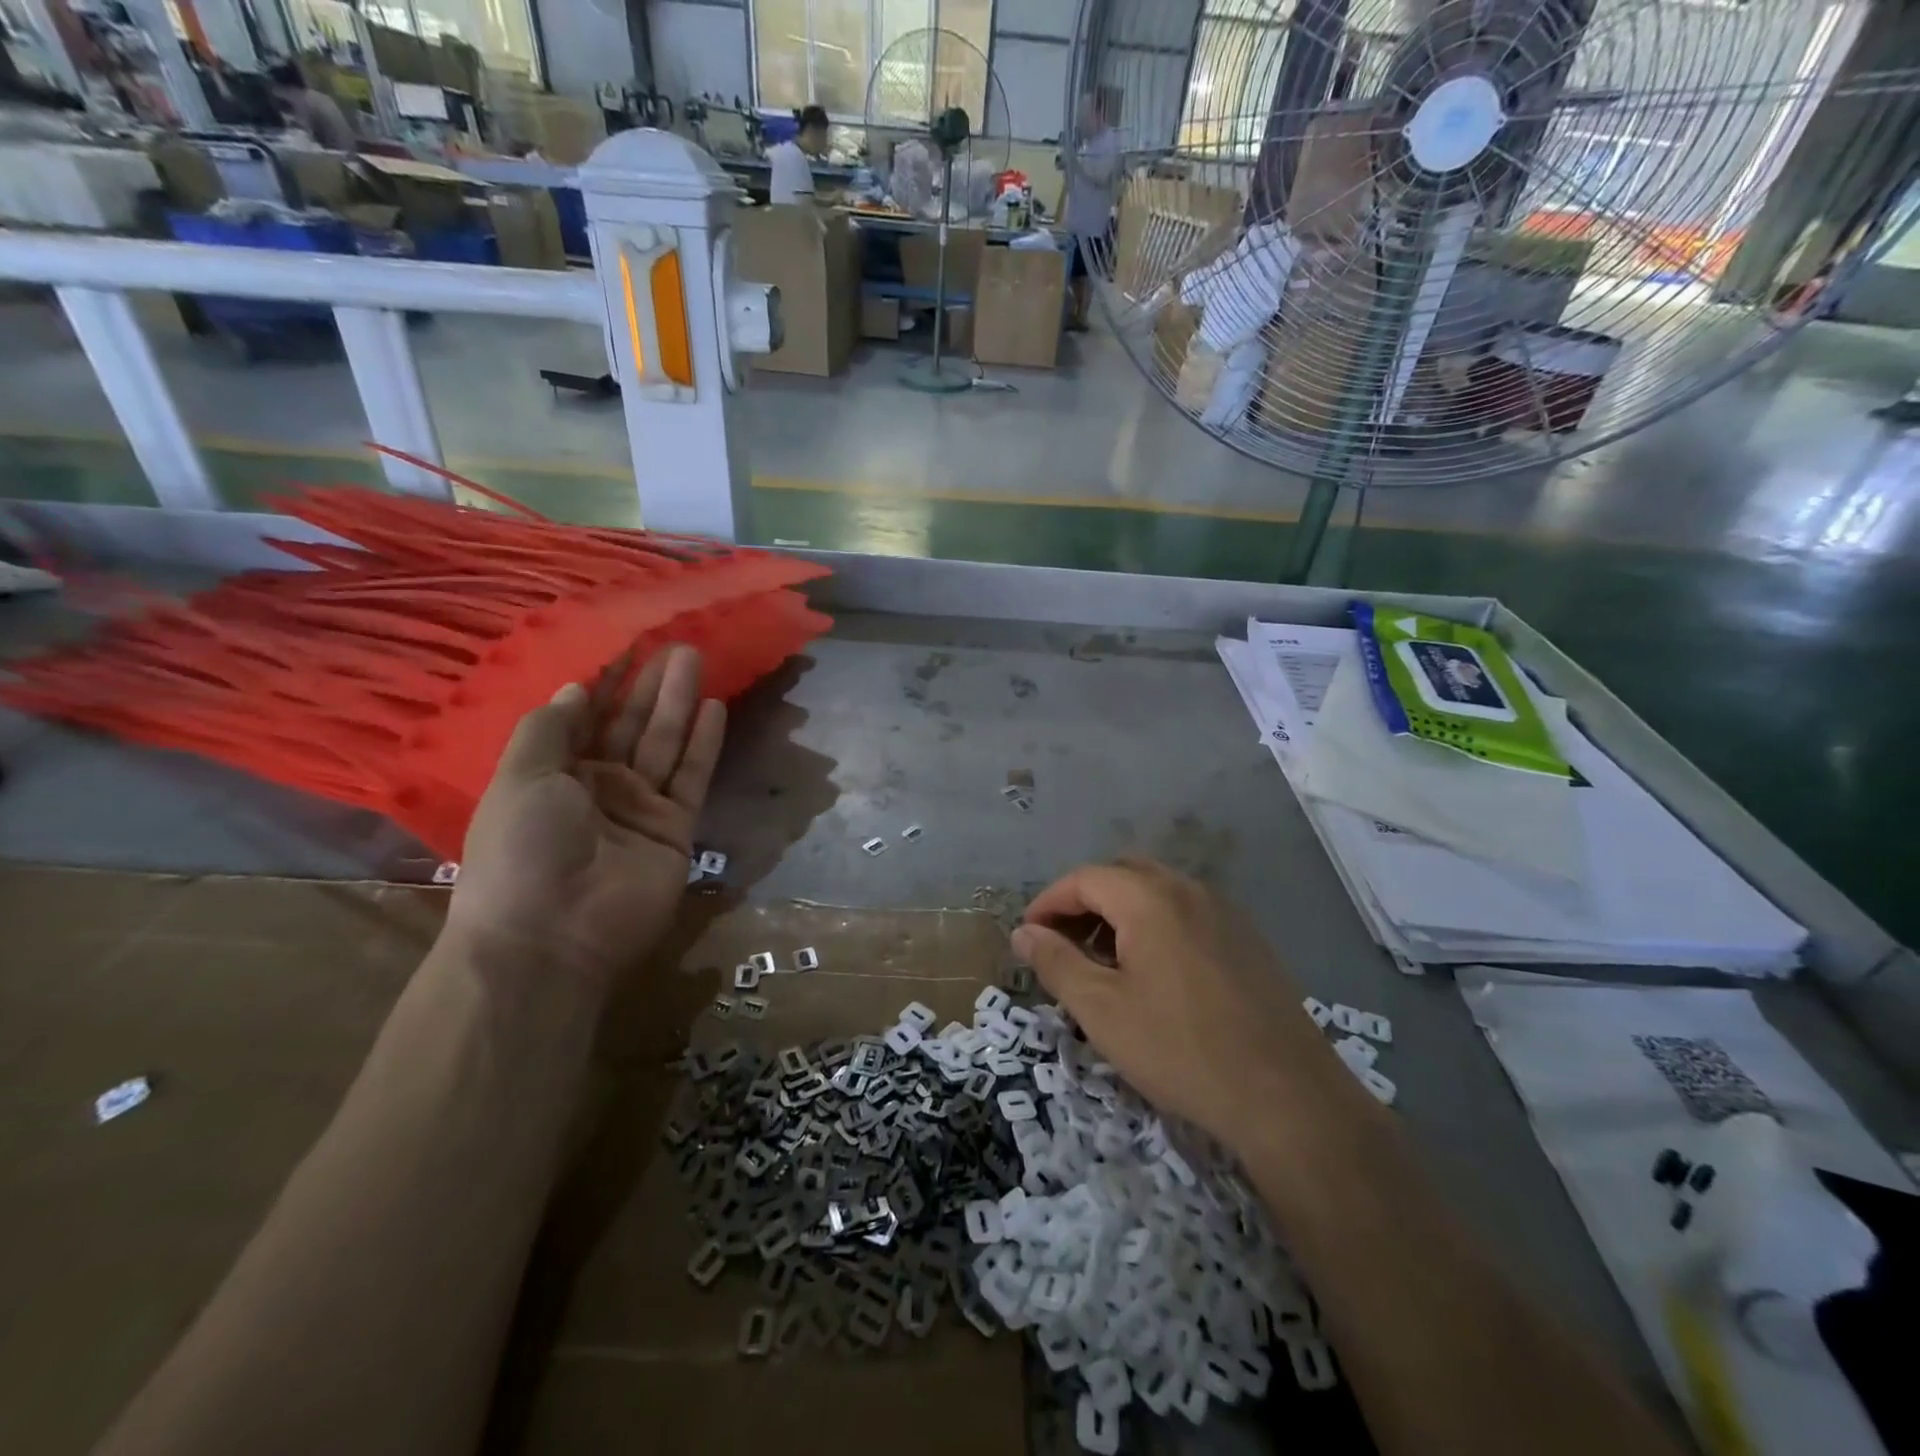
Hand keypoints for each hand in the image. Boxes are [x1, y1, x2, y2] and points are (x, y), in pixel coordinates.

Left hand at [445, 645, 725, 994]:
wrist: (553, 935)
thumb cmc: (523, 849)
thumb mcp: (520, 777)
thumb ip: (551, 728)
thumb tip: (578, 688)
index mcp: (553, 774)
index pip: (585, 717)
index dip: (605, 681)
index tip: (627, 643)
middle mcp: (598, 786)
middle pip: (630, 726)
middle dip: (650, 685)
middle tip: (675, 642)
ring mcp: (640, 808)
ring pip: (664, 744)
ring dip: (679, 703)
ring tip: (695, 659)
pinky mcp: (675, 828)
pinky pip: (691, 777)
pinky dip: (703, 744)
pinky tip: (713, 708)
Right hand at [1013, 859, 1348, 1158]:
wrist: (1287, 1096)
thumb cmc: (1180, 1049)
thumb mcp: (1101, 1010)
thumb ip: (1055, 962)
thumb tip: (1023, 932)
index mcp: (1150, 898)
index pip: (1085, 879)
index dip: (1049, 902)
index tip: (1029, 936)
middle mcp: (1189, 890)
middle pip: (1122, 875)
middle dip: (1084, 902)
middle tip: (1062, 943)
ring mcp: (1225, 912)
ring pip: (1157, 892)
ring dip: (1120, 913)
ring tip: (1103, 961)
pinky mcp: (1248, 939)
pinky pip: (1188, 913)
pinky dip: (1156, 925)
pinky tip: (1154, 973)